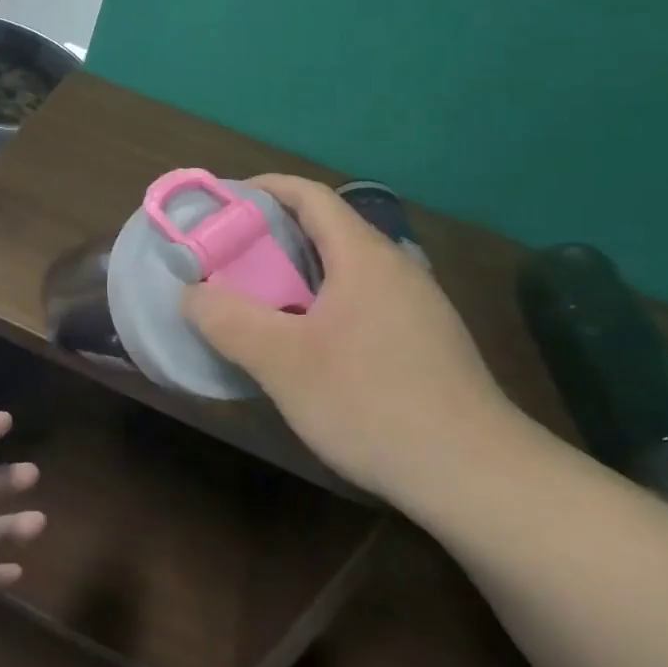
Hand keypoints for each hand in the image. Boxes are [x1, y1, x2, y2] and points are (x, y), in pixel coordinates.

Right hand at [182, 175, 522, 500]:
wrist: (477, 477)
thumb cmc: (371, 402)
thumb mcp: (283, 362)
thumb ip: (228, 320)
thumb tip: (190, 293)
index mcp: (364, 256)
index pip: (309, 195)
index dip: (263, 189)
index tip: (222, 205)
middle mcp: (396, 269)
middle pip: (326, 231)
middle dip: (271, 237)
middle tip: (227, 260)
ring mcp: (417, 307)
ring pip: (345, 271)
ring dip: (297, 276)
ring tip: (257, 303)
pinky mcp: (426, 344)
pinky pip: (362, 304)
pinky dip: (322, 306)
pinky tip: (307, 349)